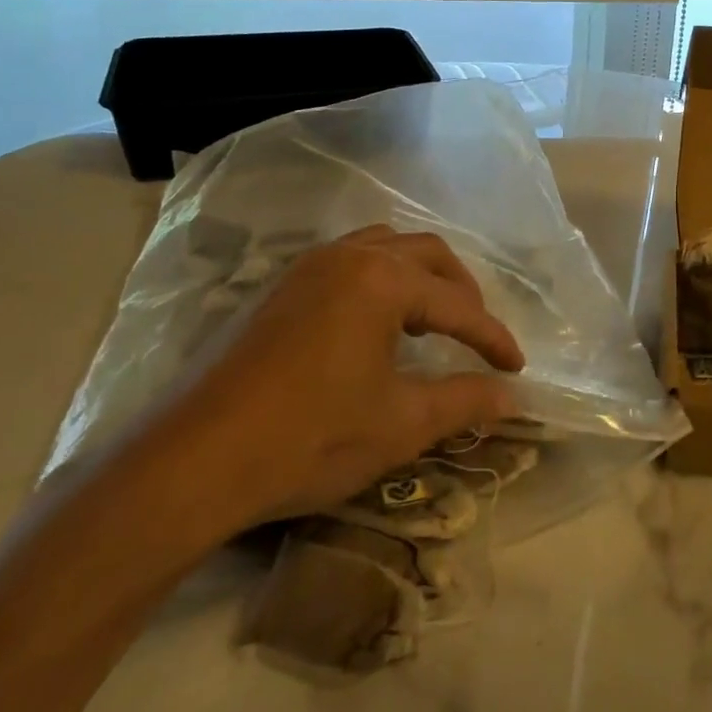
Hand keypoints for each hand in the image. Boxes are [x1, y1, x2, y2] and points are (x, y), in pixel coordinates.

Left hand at [130, 226, 525, 547]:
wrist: (194, 462)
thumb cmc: (311, 438)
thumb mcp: (401, 423)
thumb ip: (465, 401)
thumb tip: (513, 398)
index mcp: (381, 280)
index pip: (458, 304)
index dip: (492, 338)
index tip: (517, 369)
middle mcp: (346, 256)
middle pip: (425, 254)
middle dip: (462, 292)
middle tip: (476, 335)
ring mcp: (305, 268)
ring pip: (382, 249)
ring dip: (418, 278)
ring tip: (431, 321)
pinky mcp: (276, 290)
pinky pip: (346, 263)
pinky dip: (379, 282)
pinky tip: (376, 325)